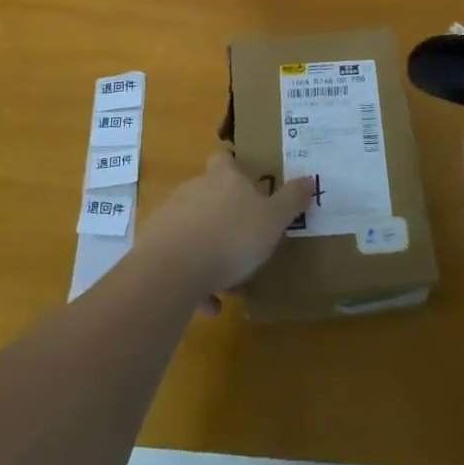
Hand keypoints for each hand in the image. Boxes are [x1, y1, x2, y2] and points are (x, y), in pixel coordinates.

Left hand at [136, 153, 313, 309]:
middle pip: (208, 193)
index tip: (246, 183)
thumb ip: (291, 200)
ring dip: (207, 247)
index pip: (225, 160)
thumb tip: (309, 179)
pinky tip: (209, 304)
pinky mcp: (153, 246)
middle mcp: (194, 190)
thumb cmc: (232, 236)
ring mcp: (170, 216)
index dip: (234, 168)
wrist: (173, 269)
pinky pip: (178, 259)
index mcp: (224, 178)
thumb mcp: (273, 220)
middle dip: (222, 212)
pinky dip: (194, 278)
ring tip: (228, 277)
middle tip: (243, 234)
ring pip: (193, 227)